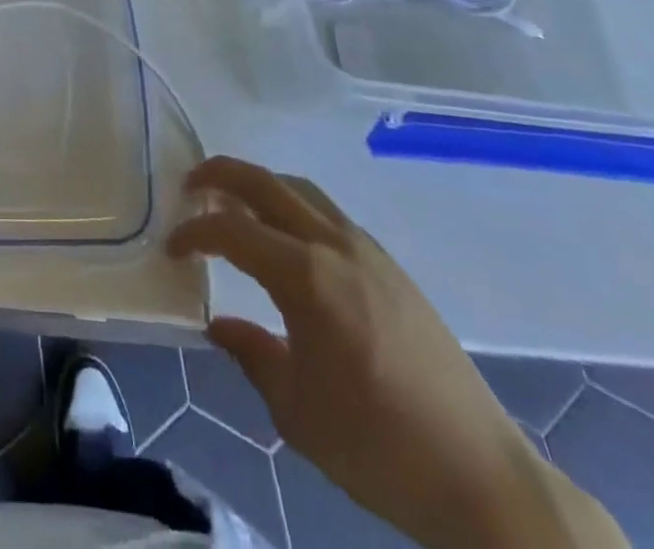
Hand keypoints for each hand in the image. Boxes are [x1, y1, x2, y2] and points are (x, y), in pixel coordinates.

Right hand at [169, 158, 625, 548]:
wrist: (481, 478)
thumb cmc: (377, 447)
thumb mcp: (295, 410)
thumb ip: (250, 353)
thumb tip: (218, 325)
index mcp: (306, 277)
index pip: (232, 230)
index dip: (194, 232)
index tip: (172, 249)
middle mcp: (334, 245)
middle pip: (266, 182)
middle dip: (220, 175)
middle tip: (190, 186)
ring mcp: (367, 250)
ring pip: (300, 189)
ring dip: (260, 184)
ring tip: (233, 203)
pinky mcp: (391, 266)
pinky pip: (328, 212)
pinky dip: (293, 205)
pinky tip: (287, 239)